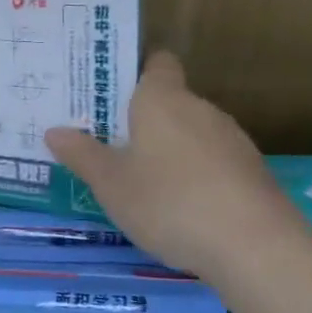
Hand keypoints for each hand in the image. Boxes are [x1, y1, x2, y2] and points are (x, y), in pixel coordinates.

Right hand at [46, 51, 300, 282]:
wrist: (257, 249)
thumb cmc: (169, 202)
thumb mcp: (110, 183)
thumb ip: (82, 155)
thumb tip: (54, 131)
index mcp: (162, 99)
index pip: (156, 63)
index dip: (136, 71)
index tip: (110, 92)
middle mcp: (200, 109)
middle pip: (170, 101)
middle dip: (143, 119)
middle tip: (110, 143)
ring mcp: (233, 141)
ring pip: (192, 134)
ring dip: (170, 150)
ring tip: (142, 180)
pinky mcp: (253, 174)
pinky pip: (213, 163)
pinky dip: (196, 176)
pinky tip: (181, 208)